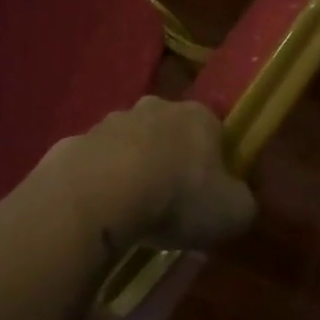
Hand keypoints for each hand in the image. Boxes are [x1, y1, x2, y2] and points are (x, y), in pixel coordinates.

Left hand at [42, 97, 254, 251]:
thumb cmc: (178, 198)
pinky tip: (100, 211)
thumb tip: (236, 200)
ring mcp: (112, 121)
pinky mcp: (77, 141)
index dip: (216, 161)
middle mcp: (156, 107)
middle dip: (171, 159)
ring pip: (130, 144)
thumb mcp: (233, 212)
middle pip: (170, 132)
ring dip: (133, 168)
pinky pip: (96, 163)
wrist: (100, 193)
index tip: (211, 193)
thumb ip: (243, 201)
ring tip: (132, 211)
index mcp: (199, 117)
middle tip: (171, 202)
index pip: (215, 131)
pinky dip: (100, 182)